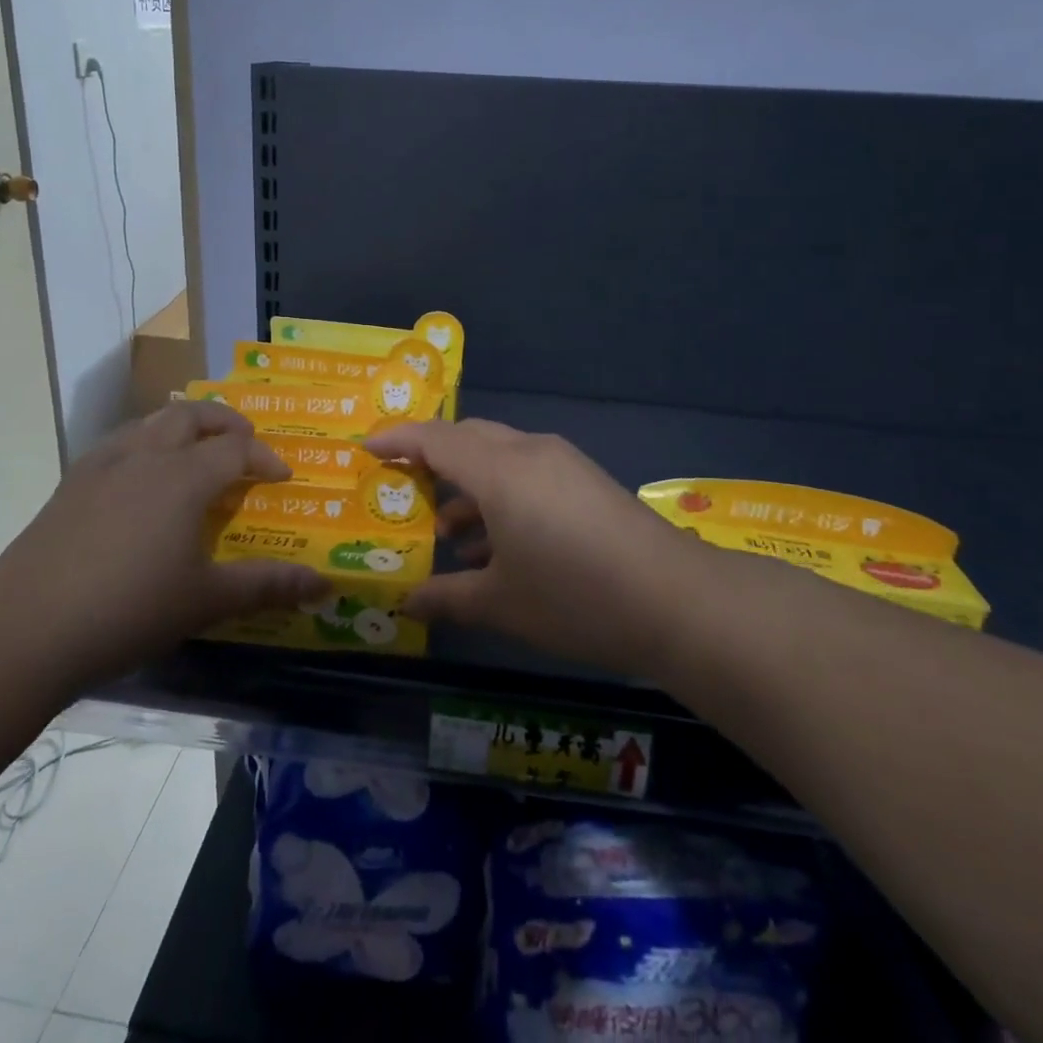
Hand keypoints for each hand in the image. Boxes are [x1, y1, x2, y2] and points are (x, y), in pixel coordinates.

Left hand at [0, 402, 329, 680]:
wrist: (26, 632)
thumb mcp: (206, 601)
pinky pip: (118, 443)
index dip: (264, 457)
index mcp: (183, 477)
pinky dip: (144, 444)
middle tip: (243, 442)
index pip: (236, 448)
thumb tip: (325, 585)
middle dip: (225, 422)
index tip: (281, 478)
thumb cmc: (129, 611)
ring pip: (150, 422)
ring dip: (182, 427)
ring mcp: (101, 466)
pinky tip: (140, 478)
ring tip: (196, 451)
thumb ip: (268, 586)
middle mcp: (145, 456)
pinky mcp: (69, 484)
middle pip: (191, 416)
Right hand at [364, 420, 696, 675]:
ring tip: (449, 534)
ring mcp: (562, 464)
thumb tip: (407, 602)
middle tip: (402, 491)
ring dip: (468, 486)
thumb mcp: (501, 603)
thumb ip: (448, 598)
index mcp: (499, 471)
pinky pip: (527, 473)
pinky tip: (498, 546)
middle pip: (467, 439)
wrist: (676, 601)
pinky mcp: (585, 481)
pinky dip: (501, 496)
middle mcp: (528, 453)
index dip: (396, 440)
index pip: (435, 439)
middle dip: (431, 460)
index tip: (366, 450)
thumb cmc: (575, 597)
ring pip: (499, 456)